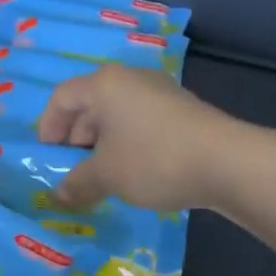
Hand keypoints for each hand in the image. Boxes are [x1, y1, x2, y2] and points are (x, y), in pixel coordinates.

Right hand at [36, 65, 245, 211]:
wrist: (227, 162)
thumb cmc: (153, 160)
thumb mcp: (106, 176)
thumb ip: (77, 183)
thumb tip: (60, 194)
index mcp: (105, 84)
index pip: (62, 98)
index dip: (48, 129)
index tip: (47, 159)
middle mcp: (130, 80)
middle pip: (90, 106)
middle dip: (76, 141)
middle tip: (73, 173)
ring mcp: (160, 93)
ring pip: (117, 117)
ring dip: (103, 147)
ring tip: (102, 179)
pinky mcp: (181, 111)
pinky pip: (141, 124)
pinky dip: (128, 146)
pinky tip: (134, 175)